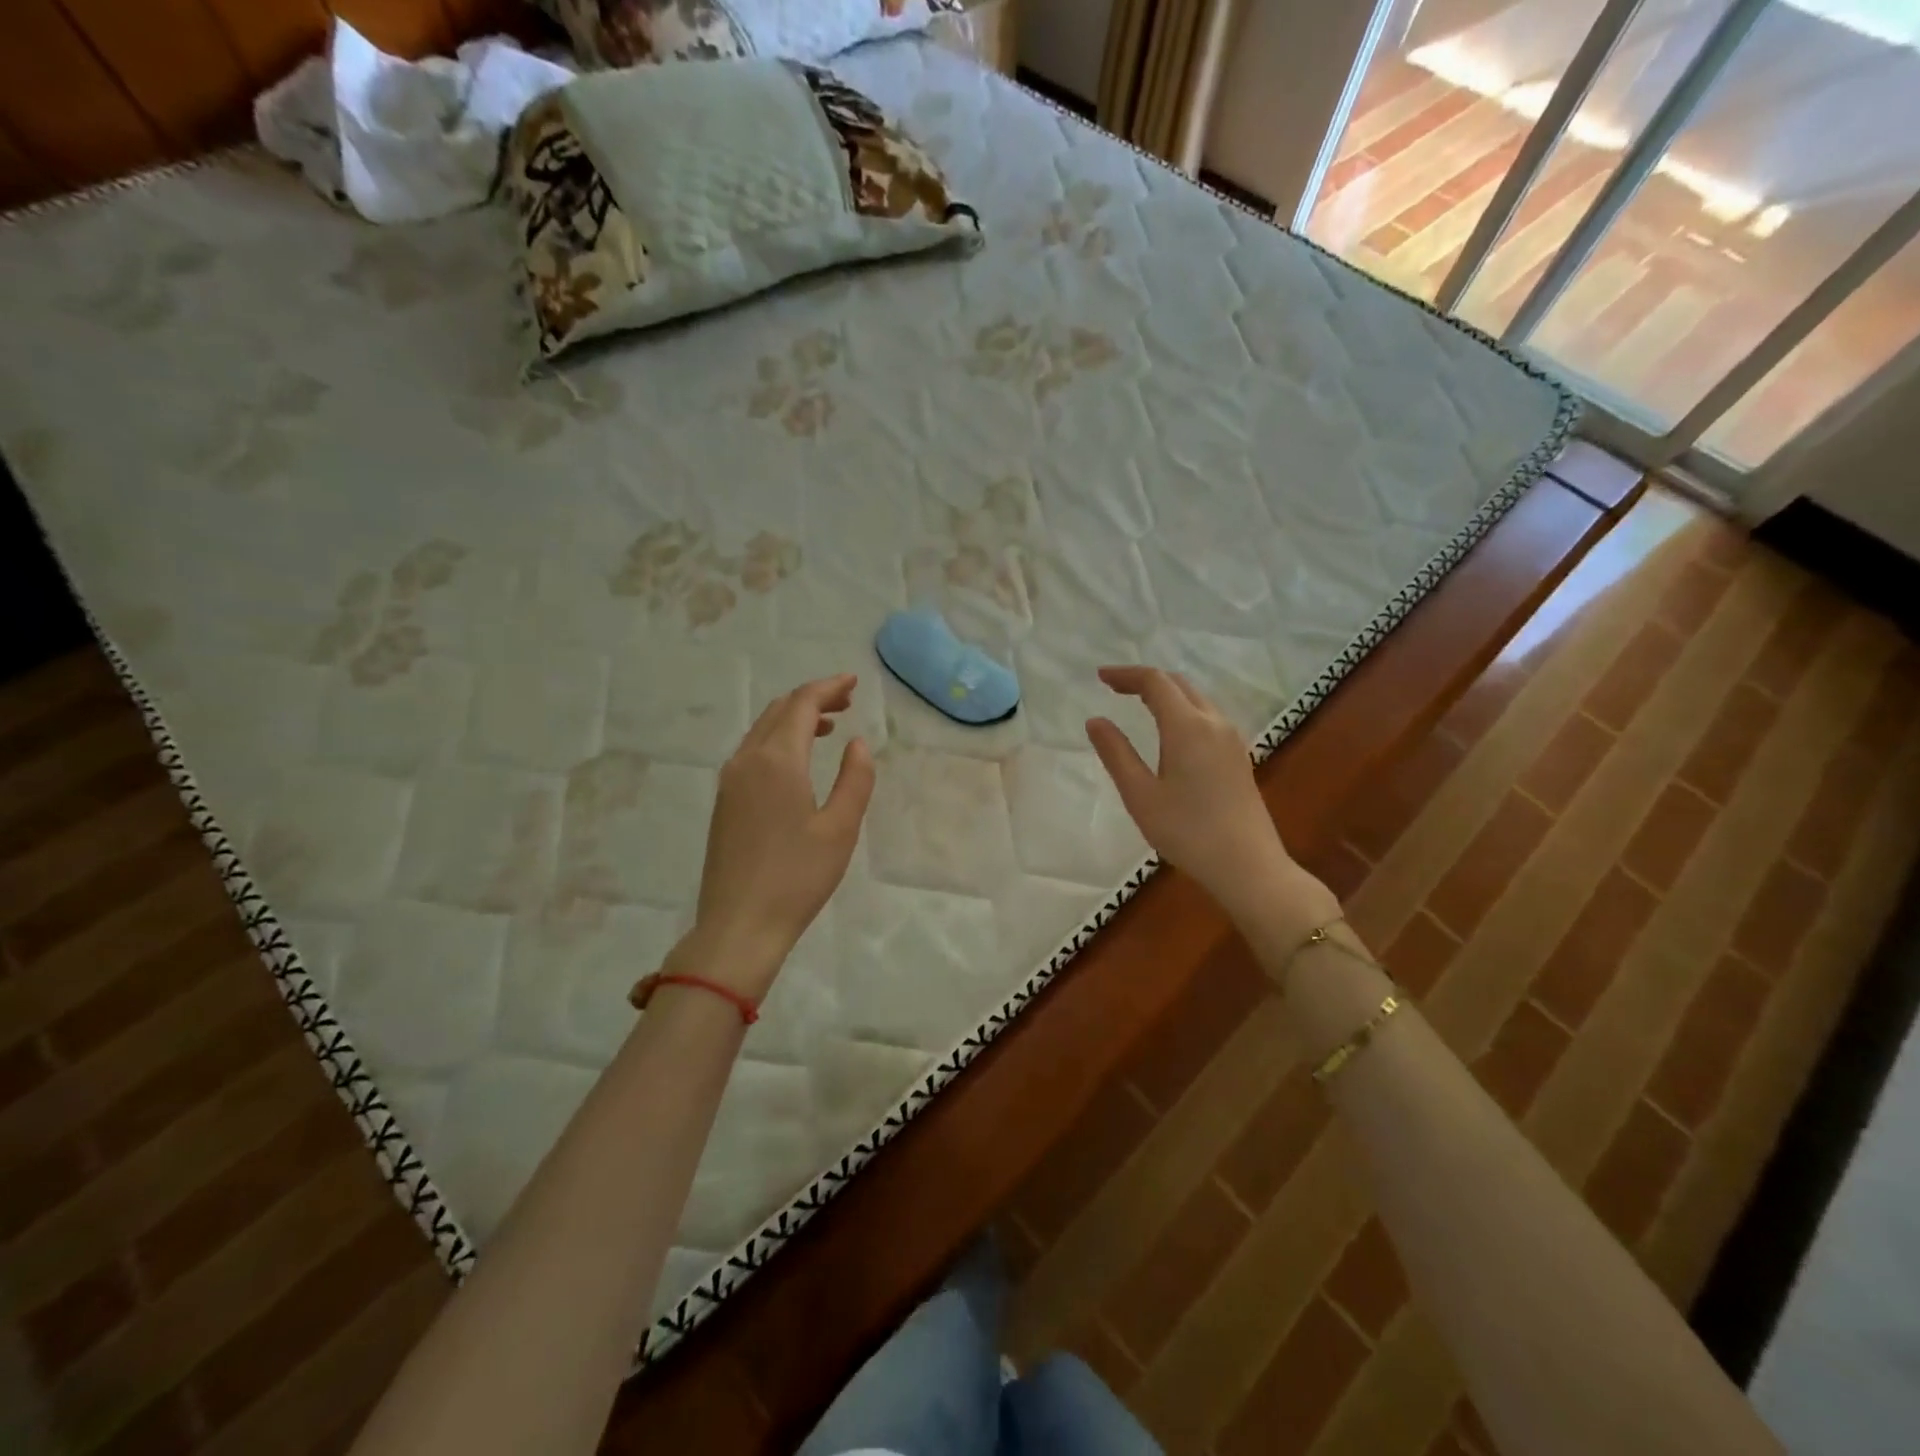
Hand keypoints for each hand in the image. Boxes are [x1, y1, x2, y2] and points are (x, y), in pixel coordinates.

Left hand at [680, 674, 874, 999]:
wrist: (738, 926)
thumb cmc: (797, 877)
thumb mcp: (841, 828)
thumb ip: (855, 779)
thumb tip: (857, 744)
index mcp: (777, 760)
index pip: (801, 705)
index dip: (828, 688)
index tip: (853, 682)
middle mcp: (747, 761)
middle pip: (778, 711)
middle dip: (812, 699)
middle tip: (846, 702)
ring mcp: (729, 782)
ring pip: (762, 731)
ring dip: (794, 719)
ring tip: (828, 726)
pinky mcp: (724, 802)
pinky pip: (752, 752)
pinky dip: (778, 741)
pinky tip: (798, 760)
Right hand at [1086, 666, 1337, 934]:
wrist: (1248, 865)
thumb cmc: (1187, 831)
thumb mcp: (1140, 795)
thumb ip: (1116, 753)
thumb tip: (1095, 720)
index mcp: (1187, 727)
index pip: (1155, 682)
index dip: (1126, 675)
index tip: (1100, 677)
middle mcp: (1213, 723)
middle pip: (1178, 684)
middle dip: (1145, 680)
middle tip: (1115, 688)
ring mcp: (1231, 739)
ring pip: (1196, 700)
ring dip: (1166, 694)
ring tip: (1138, 705)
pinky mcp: (1238, 756)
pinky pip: (1207, 717)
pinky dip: (1182, 710)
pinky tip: (1169, 732)